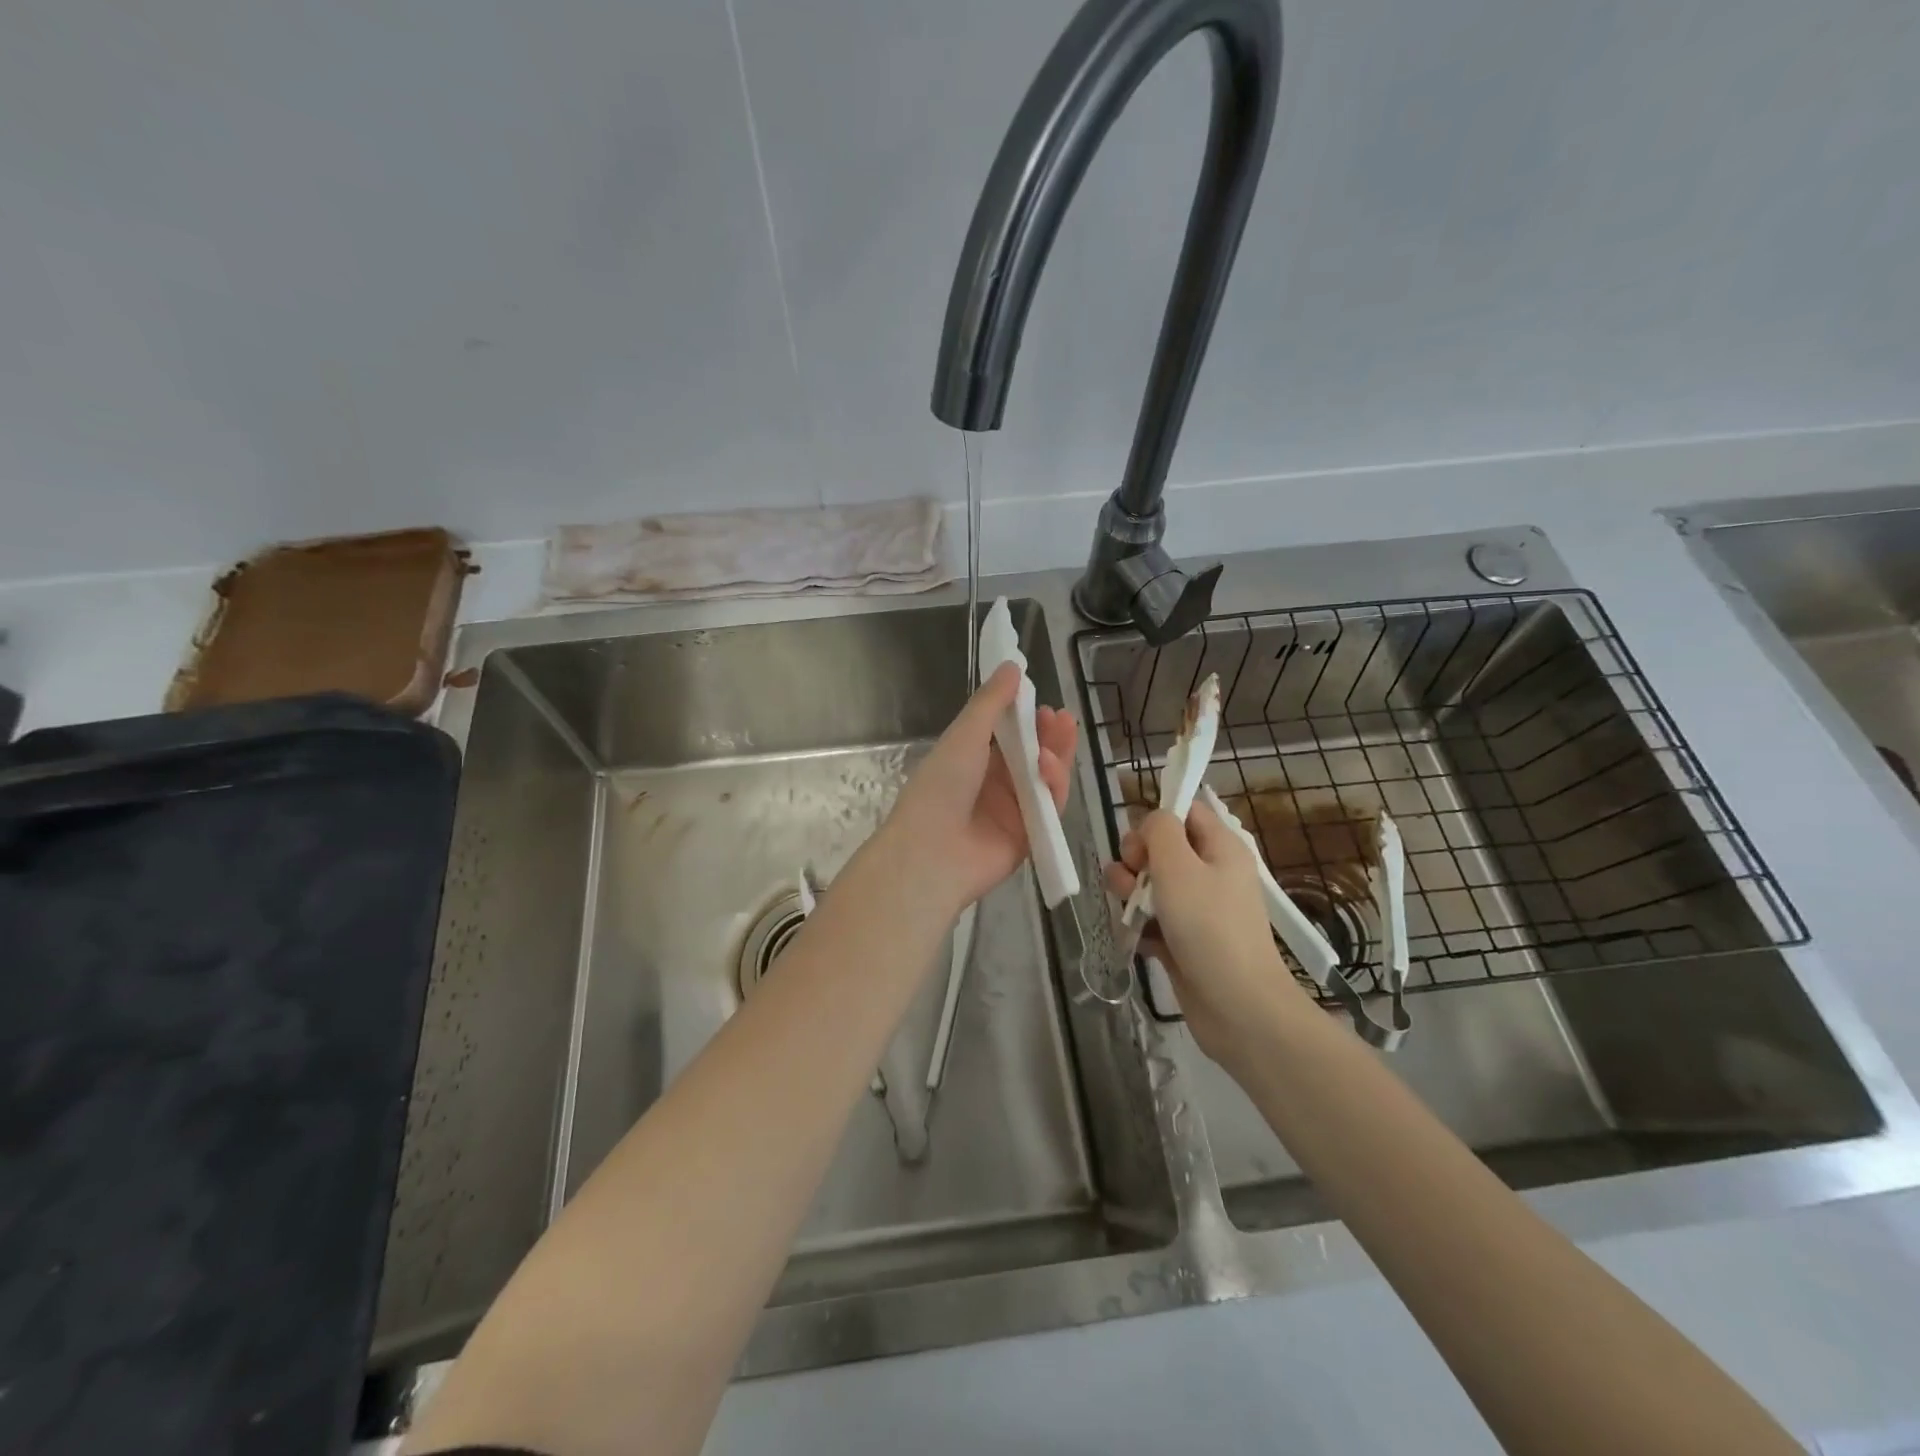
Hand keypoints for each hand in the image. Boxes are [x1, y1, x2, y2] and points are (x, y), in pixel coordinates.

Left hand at [883, 662, 1077, 918]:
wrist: (931, 853)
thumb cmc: (940, 787)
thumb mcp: (964, 736)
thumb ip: (991, 703)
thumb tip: (1012, 666)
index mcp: (972, 760)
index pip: (1008, 735)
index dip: (1028, 718)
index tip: (1043, 702)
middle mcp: (994, 784)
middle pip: (1033, 756)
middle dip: (1050, 736)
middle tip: (1063, 718)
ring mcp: (1013, 811)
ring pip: (1046, 780)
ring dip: (1055, 756)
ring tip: (1061, 734)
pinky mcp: (1029, 837)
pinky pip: (1050, 808)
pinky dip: (1054, 786)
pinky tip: (1050, 767)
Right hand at [1104, 800, 1307, 1069]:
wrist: (1238, 1007)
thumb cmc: (1209, 927)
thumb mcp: (1179, 866)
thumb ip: (1159, 830)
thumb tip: (1151, 821)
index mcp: (1220, 847)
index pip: (1185, 810)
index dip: (1156, 819)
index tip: (1141, 843)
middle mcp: (1210, 872)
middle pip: (1161, 847)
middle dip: (1135, 859)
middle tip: (1134, 881)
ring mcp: (1197, 908)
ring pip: (1150, 884)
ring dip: (1130, 892)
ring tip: (1130, 911)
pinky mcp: (1183, 940)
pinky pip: (1152, 919)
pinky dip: (1139, 924)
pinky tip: (1135, 937)